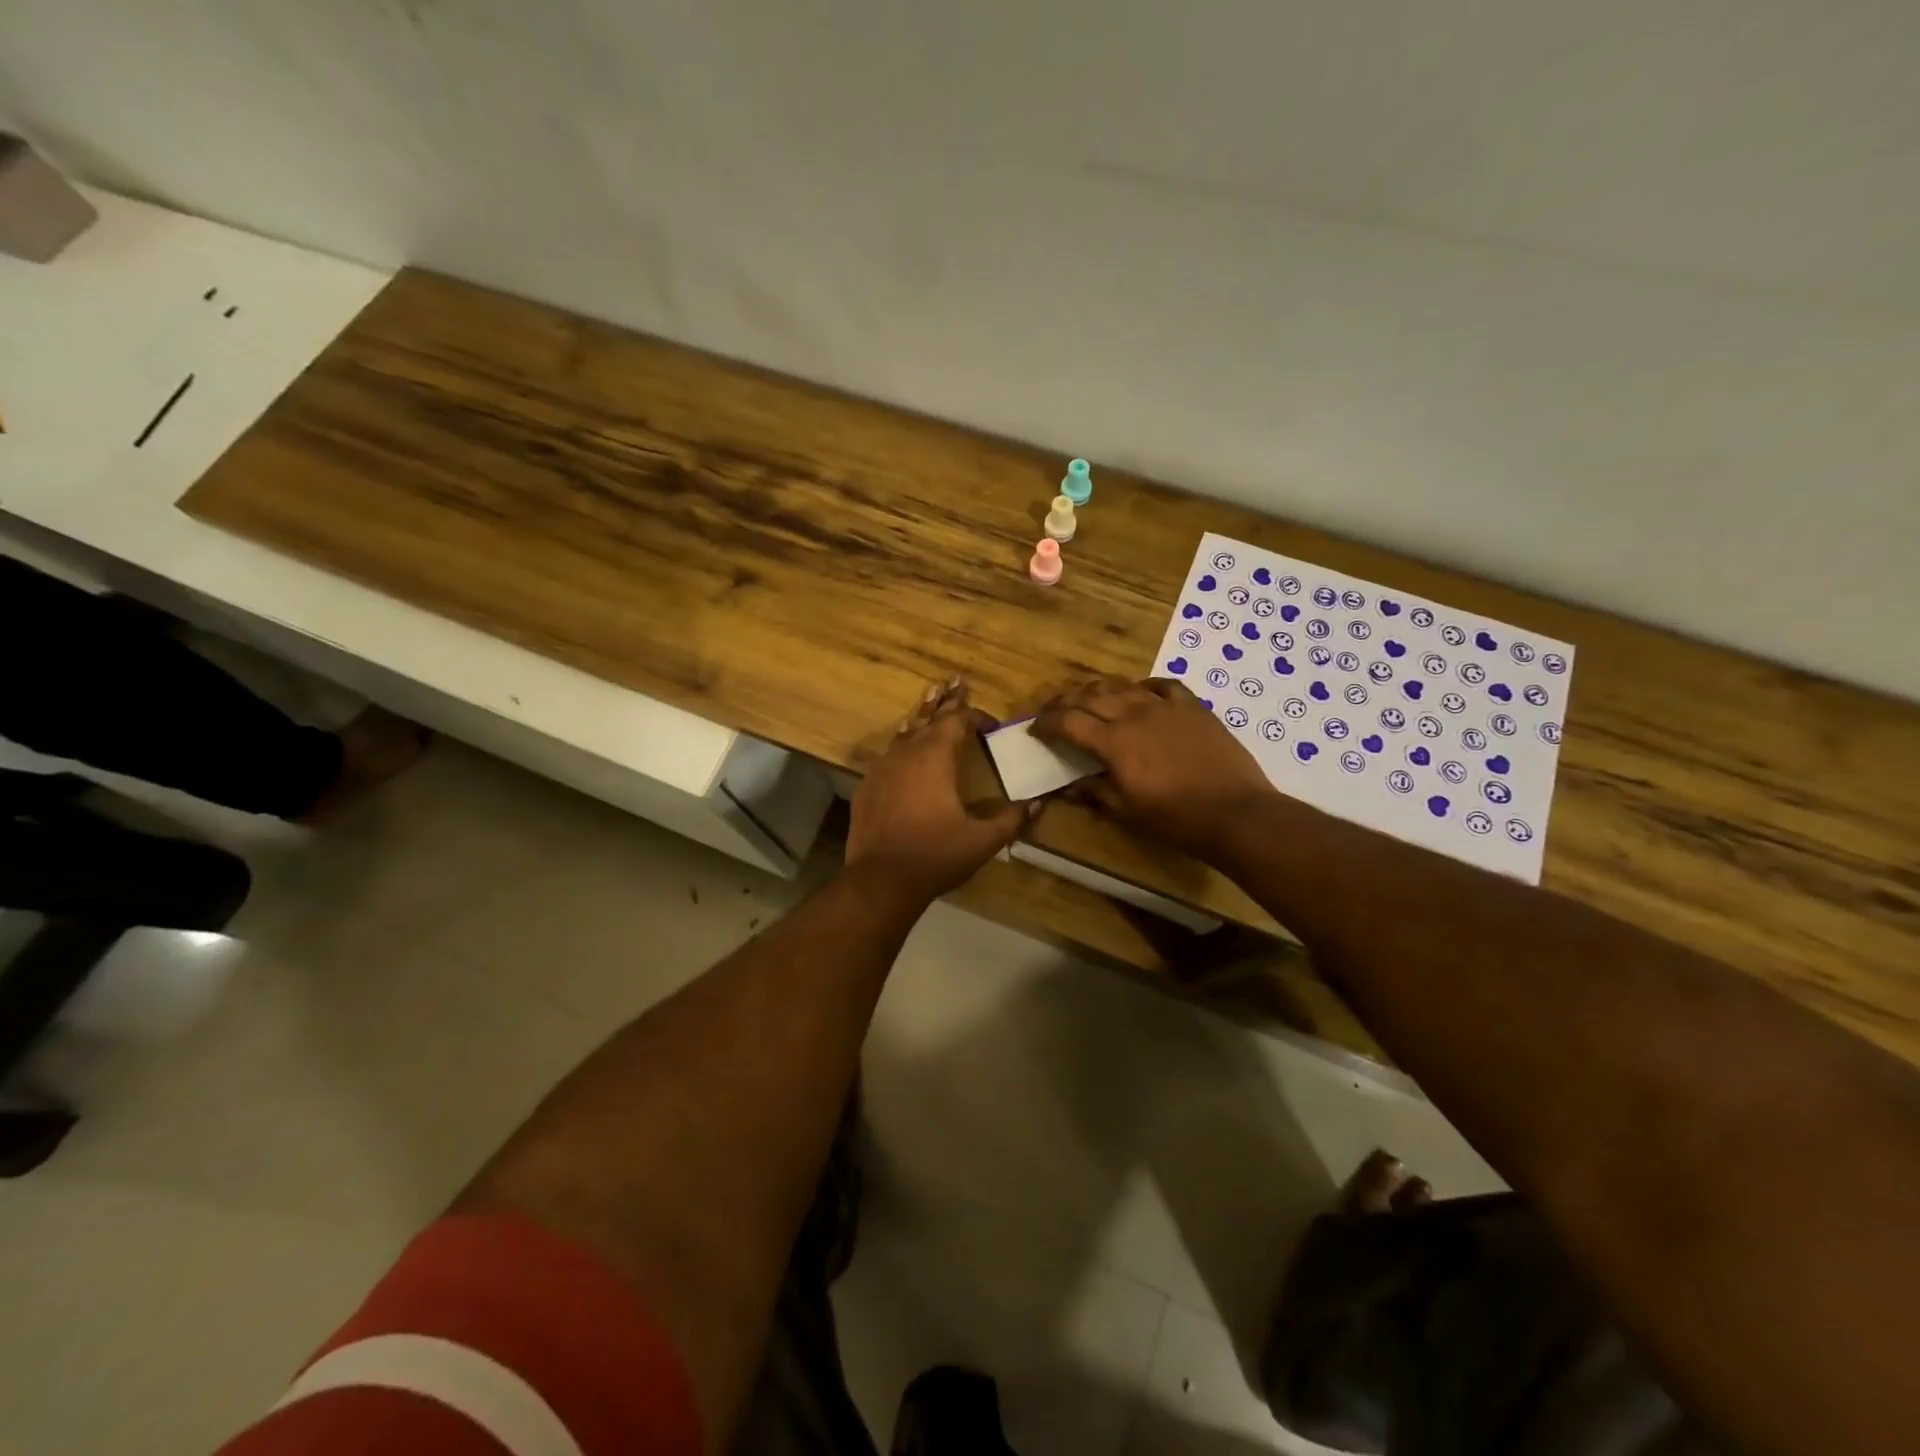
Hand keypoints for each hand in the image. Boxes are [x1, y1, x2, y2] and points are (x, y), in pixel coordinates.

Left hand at [847, 679, 1028, 901]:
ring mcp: (882, 767)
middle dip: (947, 700)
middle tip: (957, 680)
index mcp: (935, 757)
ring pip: (906, 731)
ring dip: (922, 715)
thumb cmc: (935, 856)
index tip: (992, 725)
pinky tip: (904, 745)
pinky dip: (902, 742)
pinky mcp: (868, 786)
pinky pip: (889, 753)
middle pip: (930, 717)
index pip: (958, 722)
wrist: (880, 880)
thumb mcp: (982, 840)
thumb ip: (1012, 819)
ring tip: (931, 695)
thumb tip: (1040, 803)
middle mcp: (907, 753)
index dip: (976, 717)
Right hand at [1030, 677, 1275, 858]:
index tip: (1036, 728)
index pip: (1068, 722)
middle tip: (1054, 711)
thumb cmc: (1176, 819)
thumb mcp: (1126, 812)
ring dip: (1099, 689)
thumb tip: (1066, 787)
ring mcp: (1166, 707)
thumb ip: (1094, 792)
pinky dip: (1144, 687)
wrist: (1236, 813)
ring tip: (1089, 697)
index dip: (1047, 723)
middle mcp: (1135, 715)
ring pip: (1123, 686)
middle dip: (1065, 701)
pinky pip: (1163, 686)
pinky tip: (1140, 693)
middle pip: (1090, 696)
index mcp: (1114, 742)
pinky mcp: (1193, 707)